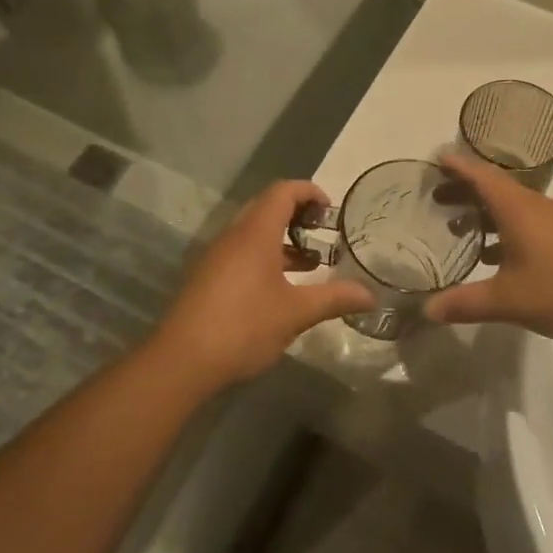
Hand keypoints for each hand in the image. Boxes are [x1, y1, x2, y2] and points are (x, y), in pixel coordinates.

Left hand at [147, 180, 374, 386]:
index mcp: (255, 233)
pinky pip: (241, 252)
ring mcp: (217, 256)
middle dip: (298, 215)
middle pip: (267, 207)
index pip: (283, 191)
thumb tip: (371, 295)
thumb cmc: (243, 327)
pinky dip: (266, 257)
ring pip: (254, 233)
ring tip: (311, 264)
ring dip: (282, 240)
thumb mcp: (296, 313)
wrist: (181, 361)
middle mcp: (233, 236)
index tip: (331, 212)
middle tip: (324, 234)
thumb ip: (334, 299)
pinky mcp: (208, 277)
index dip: (309, 192)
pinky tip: (281, 289)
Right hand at [425, 153, 552, 347]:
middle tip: (435, 198)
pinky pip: (527, 223)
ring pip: (511, 207)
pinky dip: (503, 230)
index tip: (434, 158)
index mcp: (519, 210)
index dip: (457, 166)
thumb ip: (467, 303)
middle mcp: (537, 208)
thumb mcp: (511, 300)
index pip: (482, 176)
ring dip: (484, 212)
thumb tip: (427, 309)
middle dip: (464, 189)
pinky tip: (495, 257)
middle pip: (494, 188)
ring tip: (456, 227)